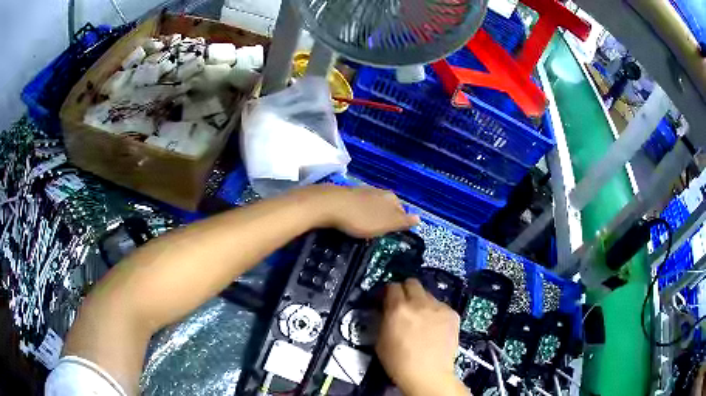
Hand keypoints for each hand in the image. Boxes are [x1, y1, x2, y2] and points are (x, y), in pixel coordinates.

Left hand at [295, 185, 418, 237]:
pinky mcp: (348, 194)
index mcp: (391, 198)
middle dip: (387, 217)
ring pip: (374, 204)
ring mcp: (362, 191)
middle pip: (388, 206)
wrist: (330, 205)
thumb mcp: (385, 224)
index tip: (395, 234)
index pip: (402, 210)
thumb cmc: (361, 218)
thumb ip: (402, 221)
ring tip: (369, 227)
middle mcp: (379, 191)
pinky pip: (360, 204)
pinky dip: (360, 212)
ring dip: (373, 214)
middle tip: (382, 232)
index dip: (400, 222)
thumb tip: (419, 218)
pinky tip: (355, 218)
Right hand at [376, 279, 467, 395]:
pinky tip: (435, 328)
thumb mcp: (381, 340)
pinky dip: (436, 313)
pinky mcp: (453, 314)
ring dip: (422, 302)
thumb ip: (384, 319)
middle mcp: (419, 302)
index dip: (389, 293)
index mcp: (397, 308)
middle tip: (405, 305)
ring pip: (428, 294)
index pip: (392, 286)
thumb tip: (387, 311)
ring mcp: (438, 307)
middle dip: (406, 291)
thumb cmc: (398, 362)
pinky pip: (441, 306)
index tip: (387, 301)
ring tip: (422, 319)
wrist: (428, 374)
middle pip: (412, 282)